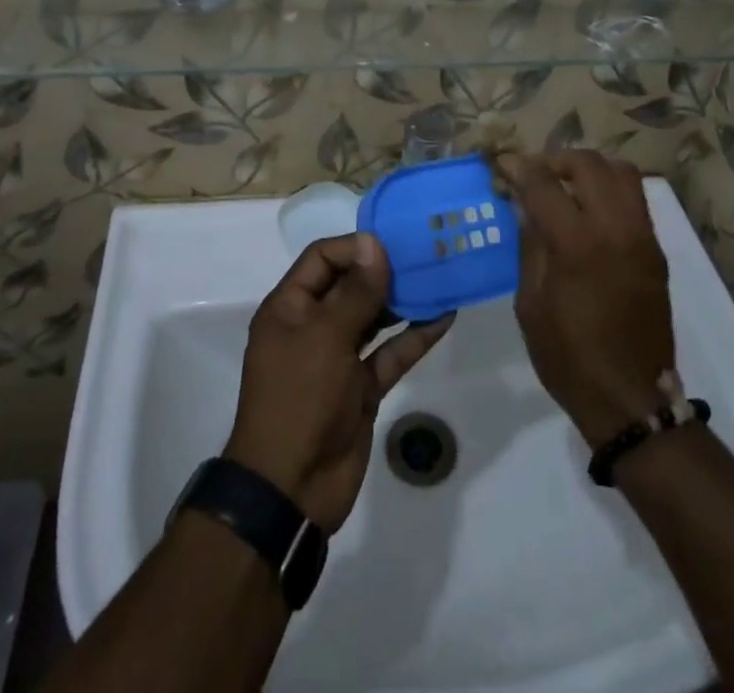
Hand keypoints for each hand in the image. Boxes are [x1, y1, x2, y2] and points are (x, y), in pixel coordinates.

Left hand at [224, 233, 453, 533]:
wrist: (291, 490)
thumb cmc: (299, 399)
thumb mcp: (326, 338)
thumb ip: (355, 291)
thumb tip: (373, 243)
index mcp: (290, 308)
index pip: (322, 258)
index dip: (355, 247)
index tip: (394, 243)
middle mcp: (312, 326)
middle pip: (350, 285)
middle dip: (384, 270)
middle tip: (425, 254)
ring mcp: (338, 358)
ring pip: (373, 318)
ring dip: (403, 301)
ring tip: (439, 277)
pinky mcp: (361, 388)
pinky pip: (390, 354)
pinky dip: (414, 337)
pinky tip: (444, 317)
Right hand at [500, 151, 675, 447]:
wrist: (630, 398)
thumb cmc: (568, 357)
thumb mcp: (530, 303)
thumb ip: (530, 245)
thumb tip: (525, 206)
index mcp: (576, 244)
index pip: (544, 183)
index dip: (517, 167)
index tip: (500, 164)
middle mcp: (615, 228)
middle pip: (586, 164)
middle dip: (554, 160)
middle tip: (534, 175)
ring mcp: (642, 236)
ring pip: (620, 171)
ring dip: (588, 168)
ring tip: (566, 184)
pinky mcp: (656, 249)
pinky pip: (635, 197)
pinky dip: (609, 188)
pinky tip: (589, 207)